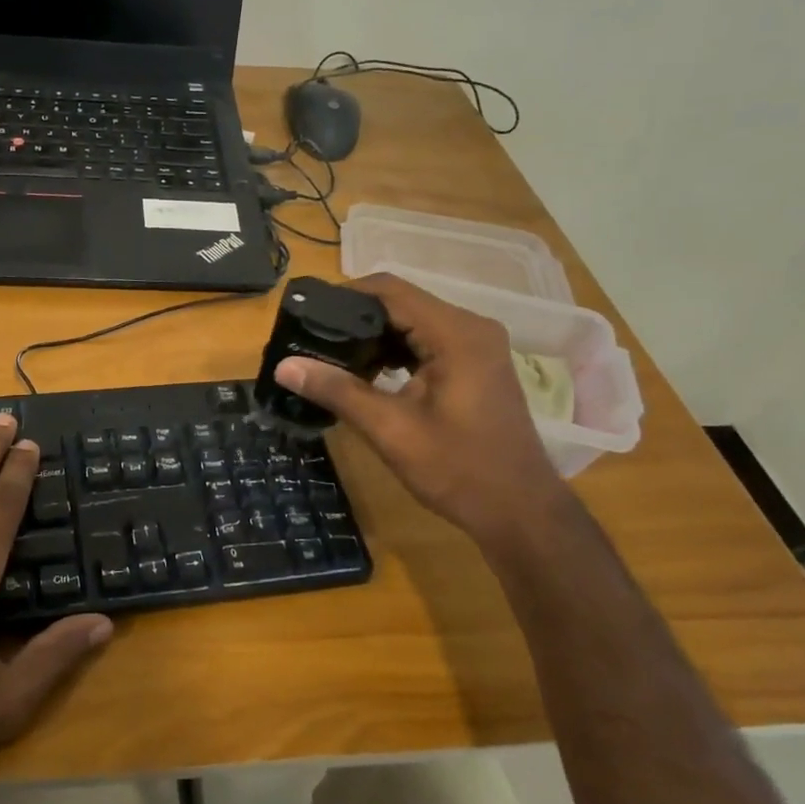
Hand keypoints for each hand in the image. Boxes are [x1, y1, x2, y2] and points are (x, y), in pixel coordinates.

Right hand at [274, 273, 571, 543]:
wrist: (520, 512)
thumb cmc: (459, 470)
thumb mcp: (391, 430)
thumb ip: (338, 391)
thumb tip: (284, 366)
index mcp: (456, 333)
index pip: (390, 290)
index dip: (344, 295)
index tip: (306, 314)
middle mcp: (470, 327)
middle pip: (401, 302)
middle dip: (354, 317)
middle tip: (311, 339)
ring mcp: (476, 345)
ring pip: (412, 321)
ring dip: (373, 335)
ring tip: (331, 356)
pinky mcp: (474, 364)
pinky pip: (426, 340)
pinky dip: (395, 350)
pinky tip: (367, 373)